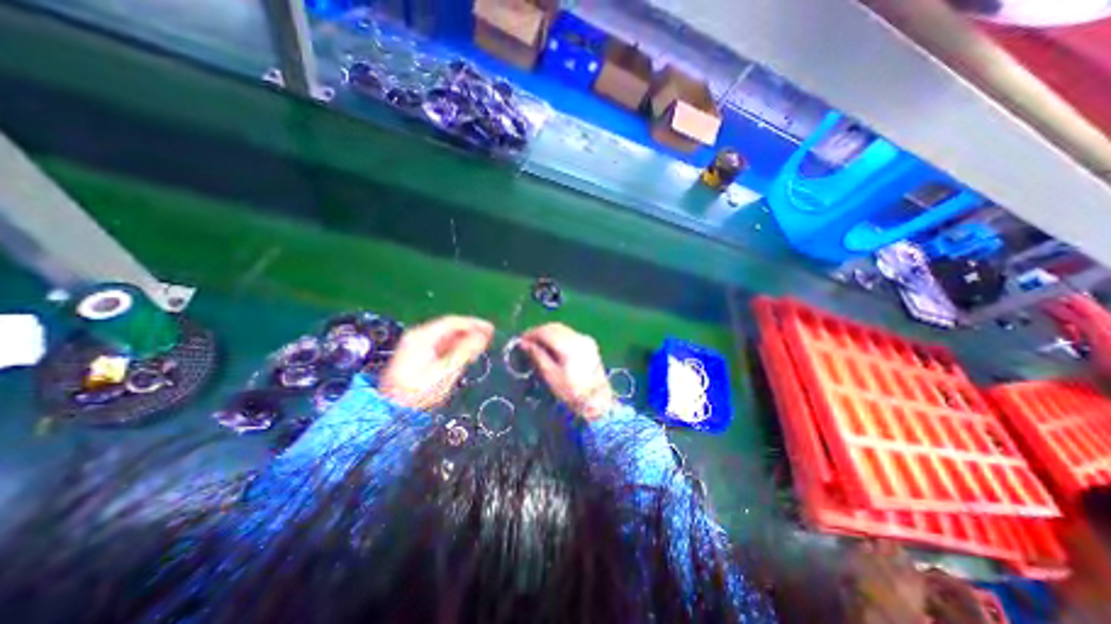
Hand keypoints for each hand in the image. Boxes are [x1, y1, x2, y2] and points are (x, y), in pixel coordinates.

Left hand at [379, 317, 488, 408]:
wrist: (391, 411)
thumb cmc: (419, 391)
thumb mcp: (445, 370)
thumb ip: (465, 351)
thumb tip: (483, 336)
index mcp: (422, 336)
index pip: (452, 322)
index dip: (474, 323)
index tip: (490, 328)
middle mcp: (418, 336)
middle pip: (448, 327)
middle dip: (470, 331)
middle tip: (489, 337)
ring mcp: (415, 346)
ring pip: (445, 337)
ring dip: (464, 339)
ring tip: (480, 346)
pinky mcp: (416, 356)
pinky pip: (440, 345)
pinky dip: (455, 347)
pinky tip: (465, 354)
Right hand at [523, 325, 616, 420]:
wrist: (597, 400)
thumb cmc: (571, 391)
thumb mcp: (551, 374)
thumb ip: (537, 355)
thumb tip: (524, 343)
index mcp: (569, 345)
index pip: (546, 331)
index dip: (531, 333)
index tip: (521, 340)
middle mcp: (579, 337)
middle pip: (555, 327)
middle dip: (539, 331)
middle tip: (527, 341)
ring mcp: (586, 339)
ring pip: (562, 329)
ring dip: (548, 333)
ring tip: (537, 343)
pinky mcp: (589, 343)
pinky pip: (569, 334)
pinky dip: (558, 336)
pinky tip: (552, 345)